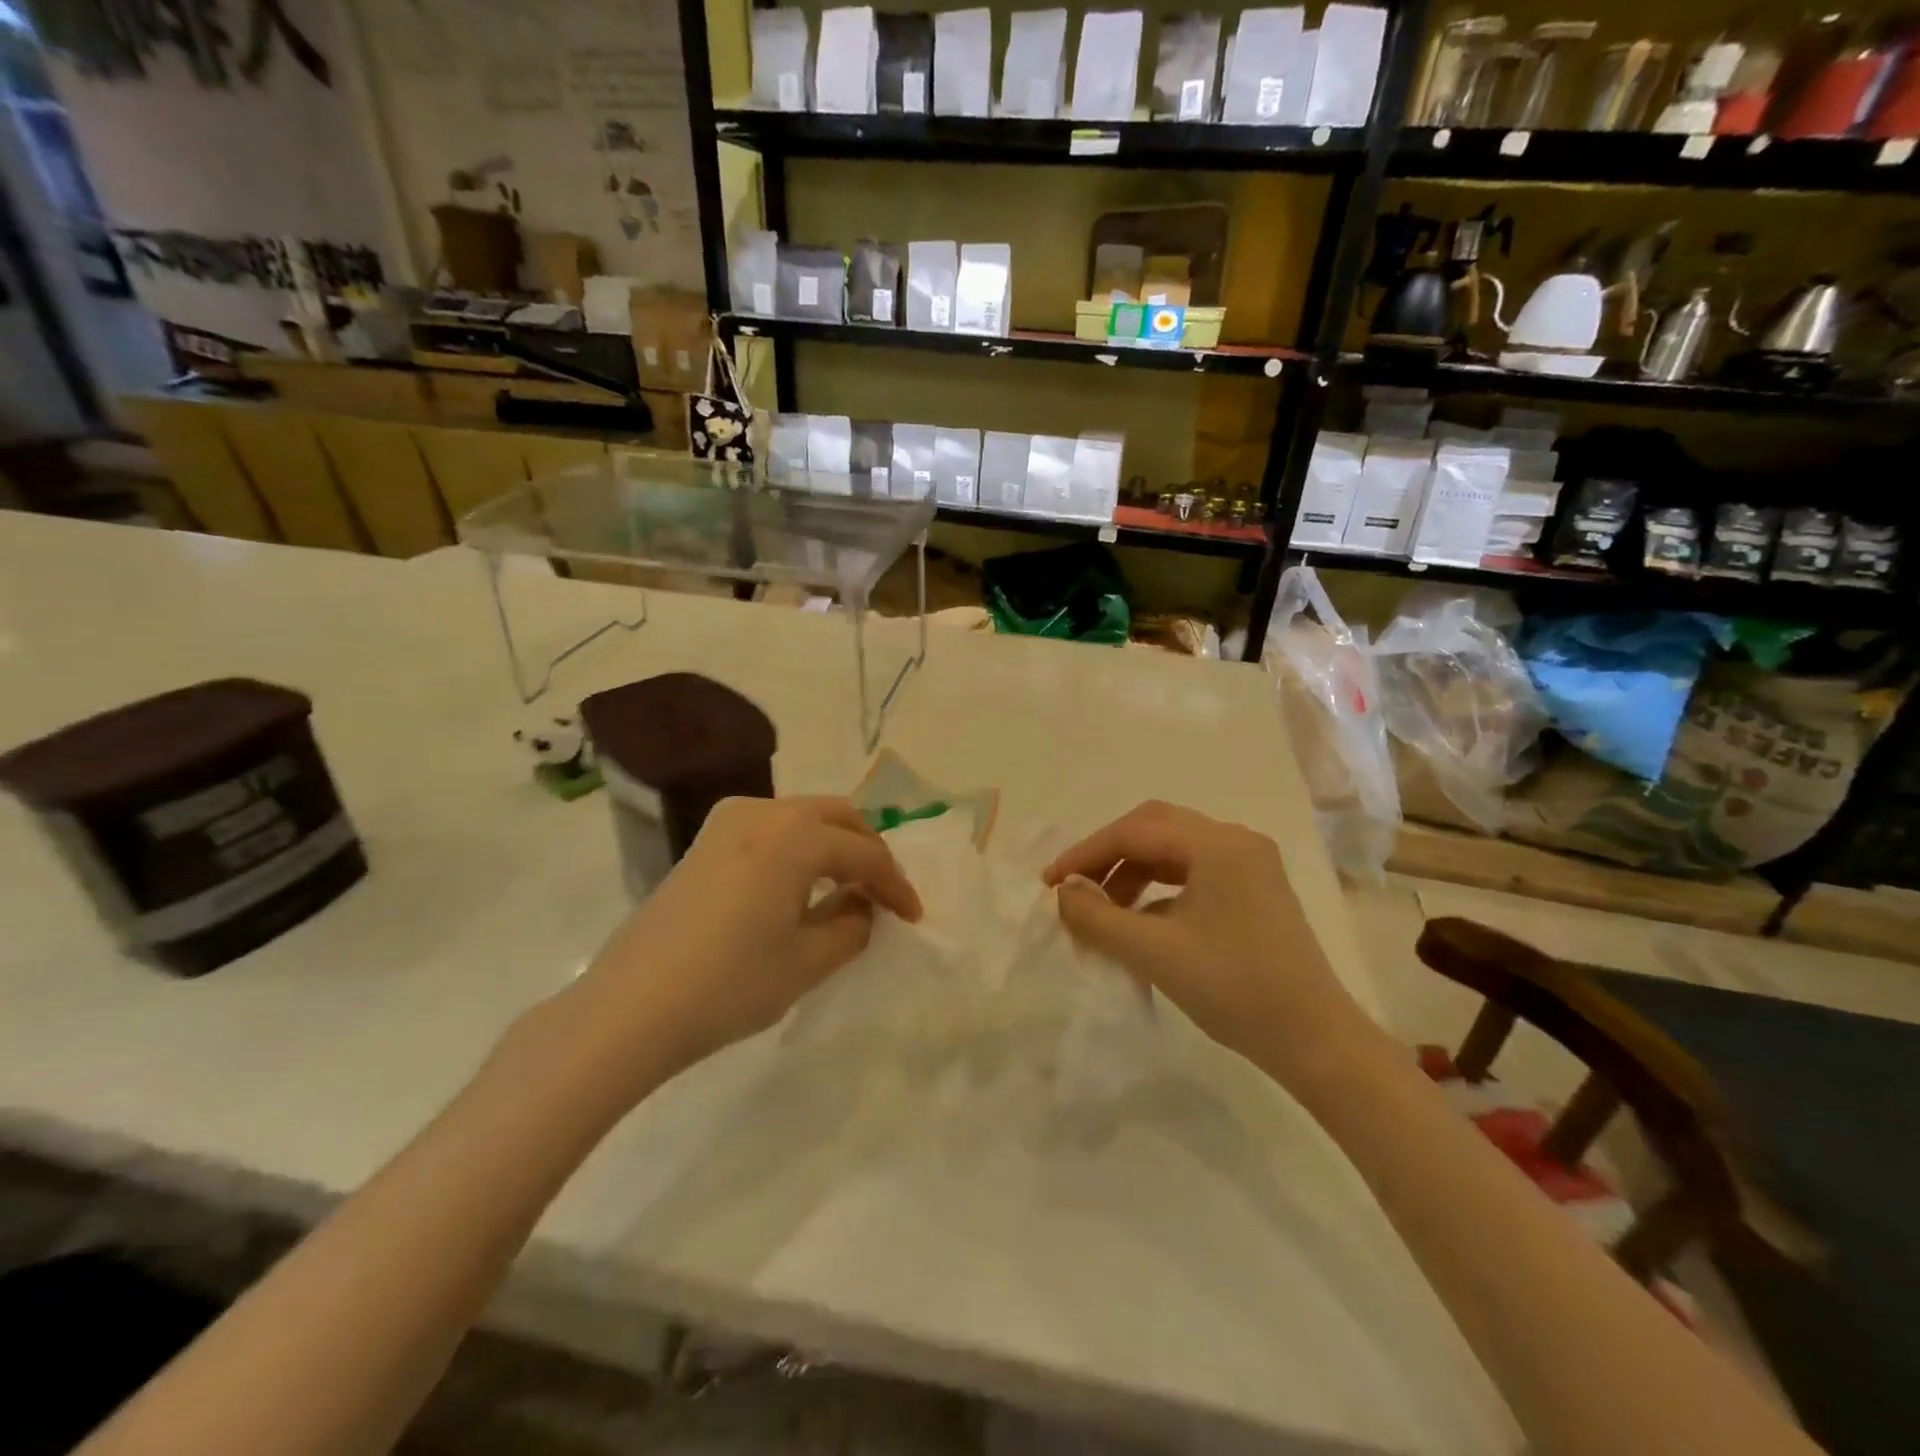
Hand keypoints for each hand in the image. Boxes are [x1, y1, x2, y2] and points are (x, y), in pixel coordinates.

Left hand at [567, 796, 921, 1088]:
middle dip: (869, 851)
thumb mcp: (807, 962)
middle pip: (837, 816)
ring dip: (835, 844)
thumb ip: (852, 927)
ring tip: (848, 888)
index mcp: (795, 836)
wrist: (629, 1009)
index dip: (895, 885)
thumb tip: (863, 906)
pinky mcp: (706, 842)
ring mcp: (728, 822)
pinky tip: (802, 884)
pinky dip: (800, 847)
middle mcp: (763, 812)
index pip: (864, 853)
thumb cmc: (728, 985)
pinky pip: (772, 828)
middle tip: (885, 893)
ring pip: (804, 816)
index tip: (914, 917)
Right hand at [1043, 801, 1365, 1076]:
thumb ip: (1098, 917)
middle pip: (1155, 828)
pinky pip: (1193, 872)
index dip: (1086, 853)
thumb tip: (1063, 893)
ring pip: (1174, 849)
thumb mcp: (1154, 953)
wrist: (1315, 1040)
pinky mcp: (1254, 889)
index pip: (1135, 831)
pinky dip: (1158, 887)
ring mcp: (1250, 864)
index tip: (1051, 883)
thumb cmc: (1234, 989)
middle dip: (1109, 855)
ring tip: (1104, 909)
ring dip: (1133, 871)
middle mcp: (1236, 841)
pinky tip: (1140, 920)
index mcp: (1218, 844)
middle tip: (1075, 887)